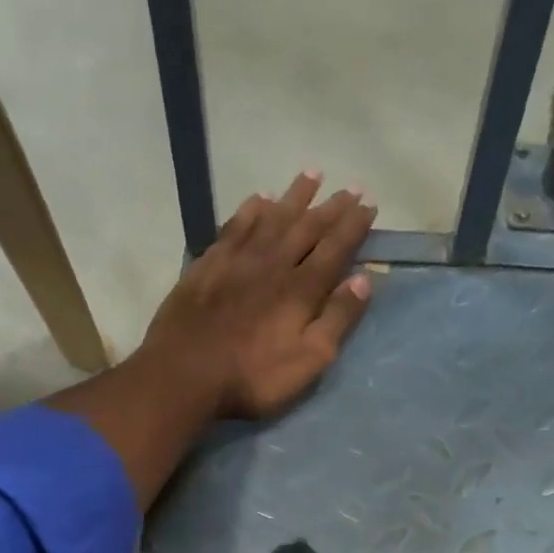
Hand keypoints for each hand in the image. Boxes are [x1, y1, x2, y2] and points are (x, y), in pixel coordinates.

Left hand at [137, 172, 377, 419]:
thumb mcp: (308, 361)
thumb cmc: (252, 377)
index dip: (354, 225)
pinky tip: (260, 199)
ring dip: (294, 196)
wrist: (185, 373)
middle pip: (307, 227)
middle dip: (331, 206)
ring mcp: (238, 260)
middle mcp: (273, 263)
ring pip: (272, 217)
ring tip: (312, 175)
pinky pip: (235, 226)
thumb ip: (336, 320)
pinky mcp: (208, 264)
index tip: (369, 204)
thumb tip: (362, 280)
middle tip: (350, 187)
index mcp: (302, 289)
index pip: (335, 247)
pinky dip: (251, 209)